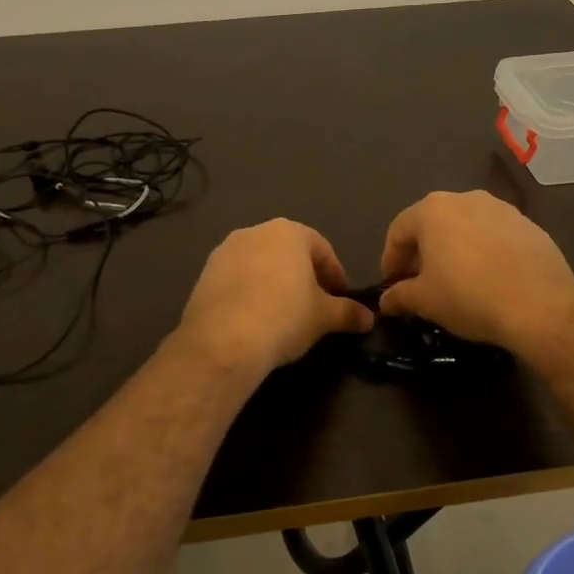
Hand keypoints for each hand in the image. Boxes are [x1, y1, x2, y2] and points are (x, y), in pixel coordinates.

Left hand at [177, 219, 374, 378]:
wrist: (224, 341)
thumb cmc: (285, 317)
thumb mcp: (324, 317)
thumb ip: (348, 312)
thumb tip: (369, 317)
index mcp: (288, 232)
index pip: (322, 249)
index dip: (335, 275)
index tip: (341, 299)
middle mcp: (254, 232)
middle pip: (288, 253)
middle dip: (304, 276)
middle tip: (314, 306)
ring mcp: (224, 252)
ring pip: (260, 265)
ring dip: (274, 284)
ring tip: (283, 314)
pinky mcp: (204, 275)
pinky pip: (236, 280)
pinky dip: (249, 294)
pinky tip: (255, 319)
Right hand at [378, 191, 573, 352]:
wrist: (540, 304)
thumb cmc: (468, 295)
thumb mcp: (425, 301)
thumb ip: (399, 296)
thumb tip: (386, 301)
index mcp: (434, 210)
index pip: (399, 230)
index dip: (390, 259)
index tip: (391, 284)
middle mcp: (466, 198)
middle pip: (433, 224)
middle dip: (422, 254)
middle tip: (420, 284)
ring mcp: (502, 209)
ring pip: (465, 228)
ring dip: (454, 251)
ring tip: (455, 282)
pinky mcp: (529, 226)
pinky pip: (494, 237)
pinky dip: (483, 254)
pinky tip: (488, 281)